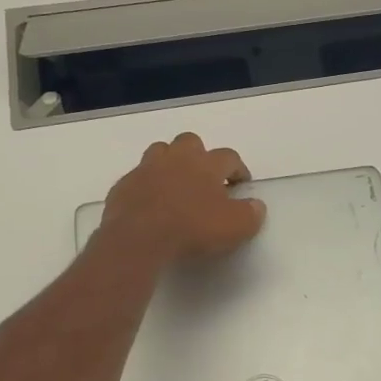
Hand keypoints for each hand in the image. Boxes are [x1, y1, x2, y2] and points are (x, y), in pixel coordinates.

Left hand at [98, 133, 265, 263]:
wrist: (139, 238)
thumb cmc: (192, 228)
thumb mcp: (235, 227)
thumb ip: (251, 214)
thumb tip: (256, 206)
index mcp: (207, 164)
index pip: (229, 157)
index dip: (238, 169)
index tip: (241, 184)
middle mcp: (177, 158)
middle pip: (191, 142)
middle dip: (199, 155)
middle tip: (204, 178)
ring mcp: (146, 169)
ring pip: (160, 152)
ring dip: (170, 163)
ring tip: (175, 185)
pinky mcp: (123, 185)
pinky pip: (138, 178)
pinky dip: (146, 186)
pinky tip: (150, 204)